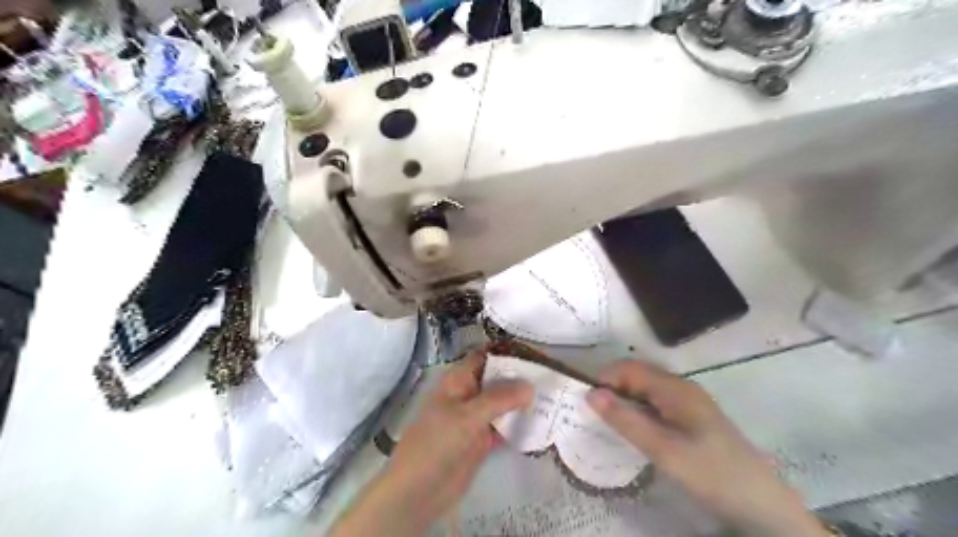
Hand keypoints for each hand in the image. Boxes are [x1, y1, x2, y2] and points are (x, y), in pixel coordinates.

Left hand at [332, 352, 534, 535]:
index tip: (535, 353)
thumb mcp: (468, 415)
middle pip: (497, 380)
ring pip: (502, 404)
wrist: (419, 490)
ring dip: (522, 401)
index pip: (485, 358)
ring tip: (553, 396)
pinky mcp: (482, 440)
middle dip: (520, 377)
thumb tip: (531, 385)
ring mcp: (475, 418)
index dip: (507, 353)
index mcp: (458, 381)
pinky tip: (541, 423)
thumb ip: (500, 398)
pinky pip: (504, 427)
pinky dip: (519, 424)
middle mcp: (468, 395)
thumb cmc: (438, 442)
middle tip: (551, 376)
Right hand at [587, 361, 828, 536]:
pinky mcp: (693, 417)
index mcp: (675, 388)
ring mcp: (689, 401)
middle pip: (638, 375)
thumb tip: (591, 393)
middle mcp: (682, 387)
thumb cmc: (710, 472)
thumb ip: (625, 420)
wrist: (762, 505)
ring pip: (647, 390)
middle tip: (595, 415)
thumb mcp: (662, 449)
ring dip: (625, 400)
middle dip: (613, 388)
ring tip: (611, 423)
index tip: (587, 402)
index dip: (605, 378)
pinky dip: (640, 410)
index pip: (629, 368)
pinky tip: (637, 430)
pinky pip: (657, 403)